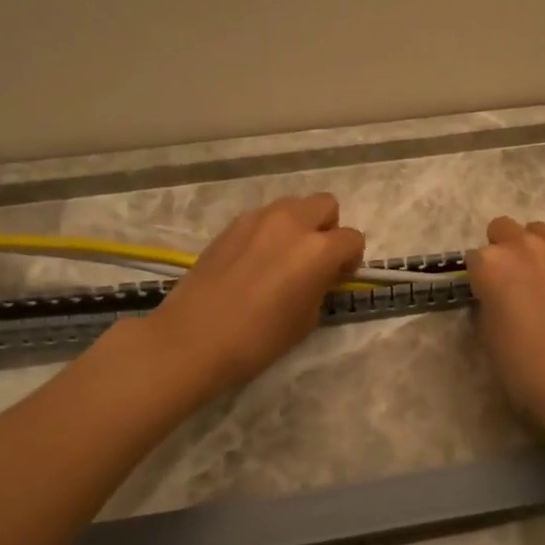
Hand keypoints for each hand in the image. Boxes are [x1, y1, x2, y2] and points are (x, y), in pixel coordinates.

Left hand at [147, 193, 364, 396]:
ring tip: (284, 257)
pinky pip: (264, 217)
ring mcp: (258, 219)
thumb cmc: (257, 339)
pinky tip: (255, 261)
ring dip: (299, 225)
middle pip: (326, 205)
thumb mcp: (306, 320)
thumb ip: (320, 287)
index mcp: (318, 249)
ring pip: (293, 205)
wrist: (192, 339)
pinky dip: (270, 231)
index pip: (352, 239)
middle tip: (316, 260)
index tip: (338, 277)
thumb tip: (320, 275)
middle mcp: (292, 223)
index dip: (350, 259)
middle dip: (328, 229)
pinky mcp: (232, 225)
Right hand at [466, 216, 544, 442]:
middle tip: (511, 281)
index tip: (487, 295)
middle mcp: (523, 246)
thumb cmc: (524, 366)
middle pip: (503, 229)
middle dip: (503, 249)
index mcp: (491, 264)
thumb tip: (496, 293)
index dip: (480, 278)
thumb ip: (488, 300)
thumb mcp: (487, 334)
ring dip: (533, 248)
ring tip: (541, 278)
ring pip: (537, 232)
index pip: (474, 258)